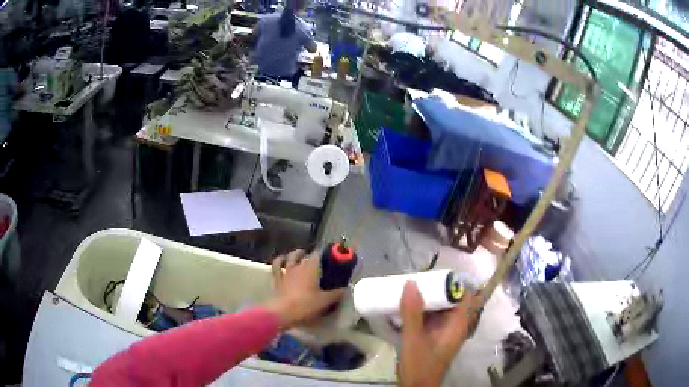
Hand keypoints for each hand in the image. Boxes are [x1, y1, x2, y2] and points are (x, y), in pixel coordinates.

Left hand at [265, 250, 344, 328]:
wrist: (282, 313)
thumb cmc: (305, 305)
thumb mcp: (325, 302)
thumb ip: (336, 294)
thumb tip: (345, 289)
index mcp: (311, 268)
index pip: (319, 254)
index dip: (325, 254)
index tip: (332, 258)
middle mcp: (298, 265)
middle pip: (305, 255)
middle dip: (312, 256)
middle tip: (318, 262)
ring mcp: (286, 271)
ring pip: (290, 257)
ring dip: (296, 255)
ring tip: (301, 256)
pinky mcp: (277, 278)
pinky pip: (277, 265)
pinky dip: (280, 260)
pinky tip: (283, 261)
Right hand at [398, 281, 483, 386]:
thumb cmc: (419, 365)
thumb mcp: (414, 338)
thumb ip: (412, 313)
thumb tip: (411, 283)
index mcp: (458, 325)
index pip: (468, 297)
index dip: (457, 283)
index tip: (438, 273)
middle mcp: (456, 326)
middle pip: (455, 300)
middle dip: (440, 288)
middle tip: (421, 278)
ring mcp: (446, 332)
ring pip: (443, 309)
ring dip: (431, 298)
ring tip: (413, 287)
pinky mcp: (436, 337)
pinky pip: (434, 317)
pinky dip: (425, 310)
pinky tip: (410, 306)